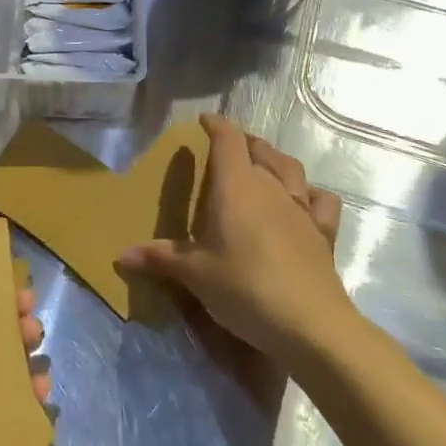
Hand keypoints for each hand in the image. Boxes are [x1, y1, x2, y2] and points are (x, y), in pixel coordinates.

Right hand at [120, 114, 360, 361]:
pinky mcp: (323, 232)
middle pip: (259, 149)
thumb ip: (160, 258)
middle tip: (229, 148)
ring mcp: (301, 208)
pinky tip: (303, 202)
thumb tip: (121, 256)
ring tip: (263, 164)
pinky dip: (310, 193)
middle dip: (244, 142)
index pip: (227, 140)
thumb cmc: (244, 288)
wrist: (310, 325)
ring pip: (290, 168)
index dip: (216, 125)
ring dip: (274, 159)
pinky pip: (320, 200)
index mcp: (236, 186)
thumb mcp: (195, 274)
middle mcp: (270, 187)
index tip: (204, 121)